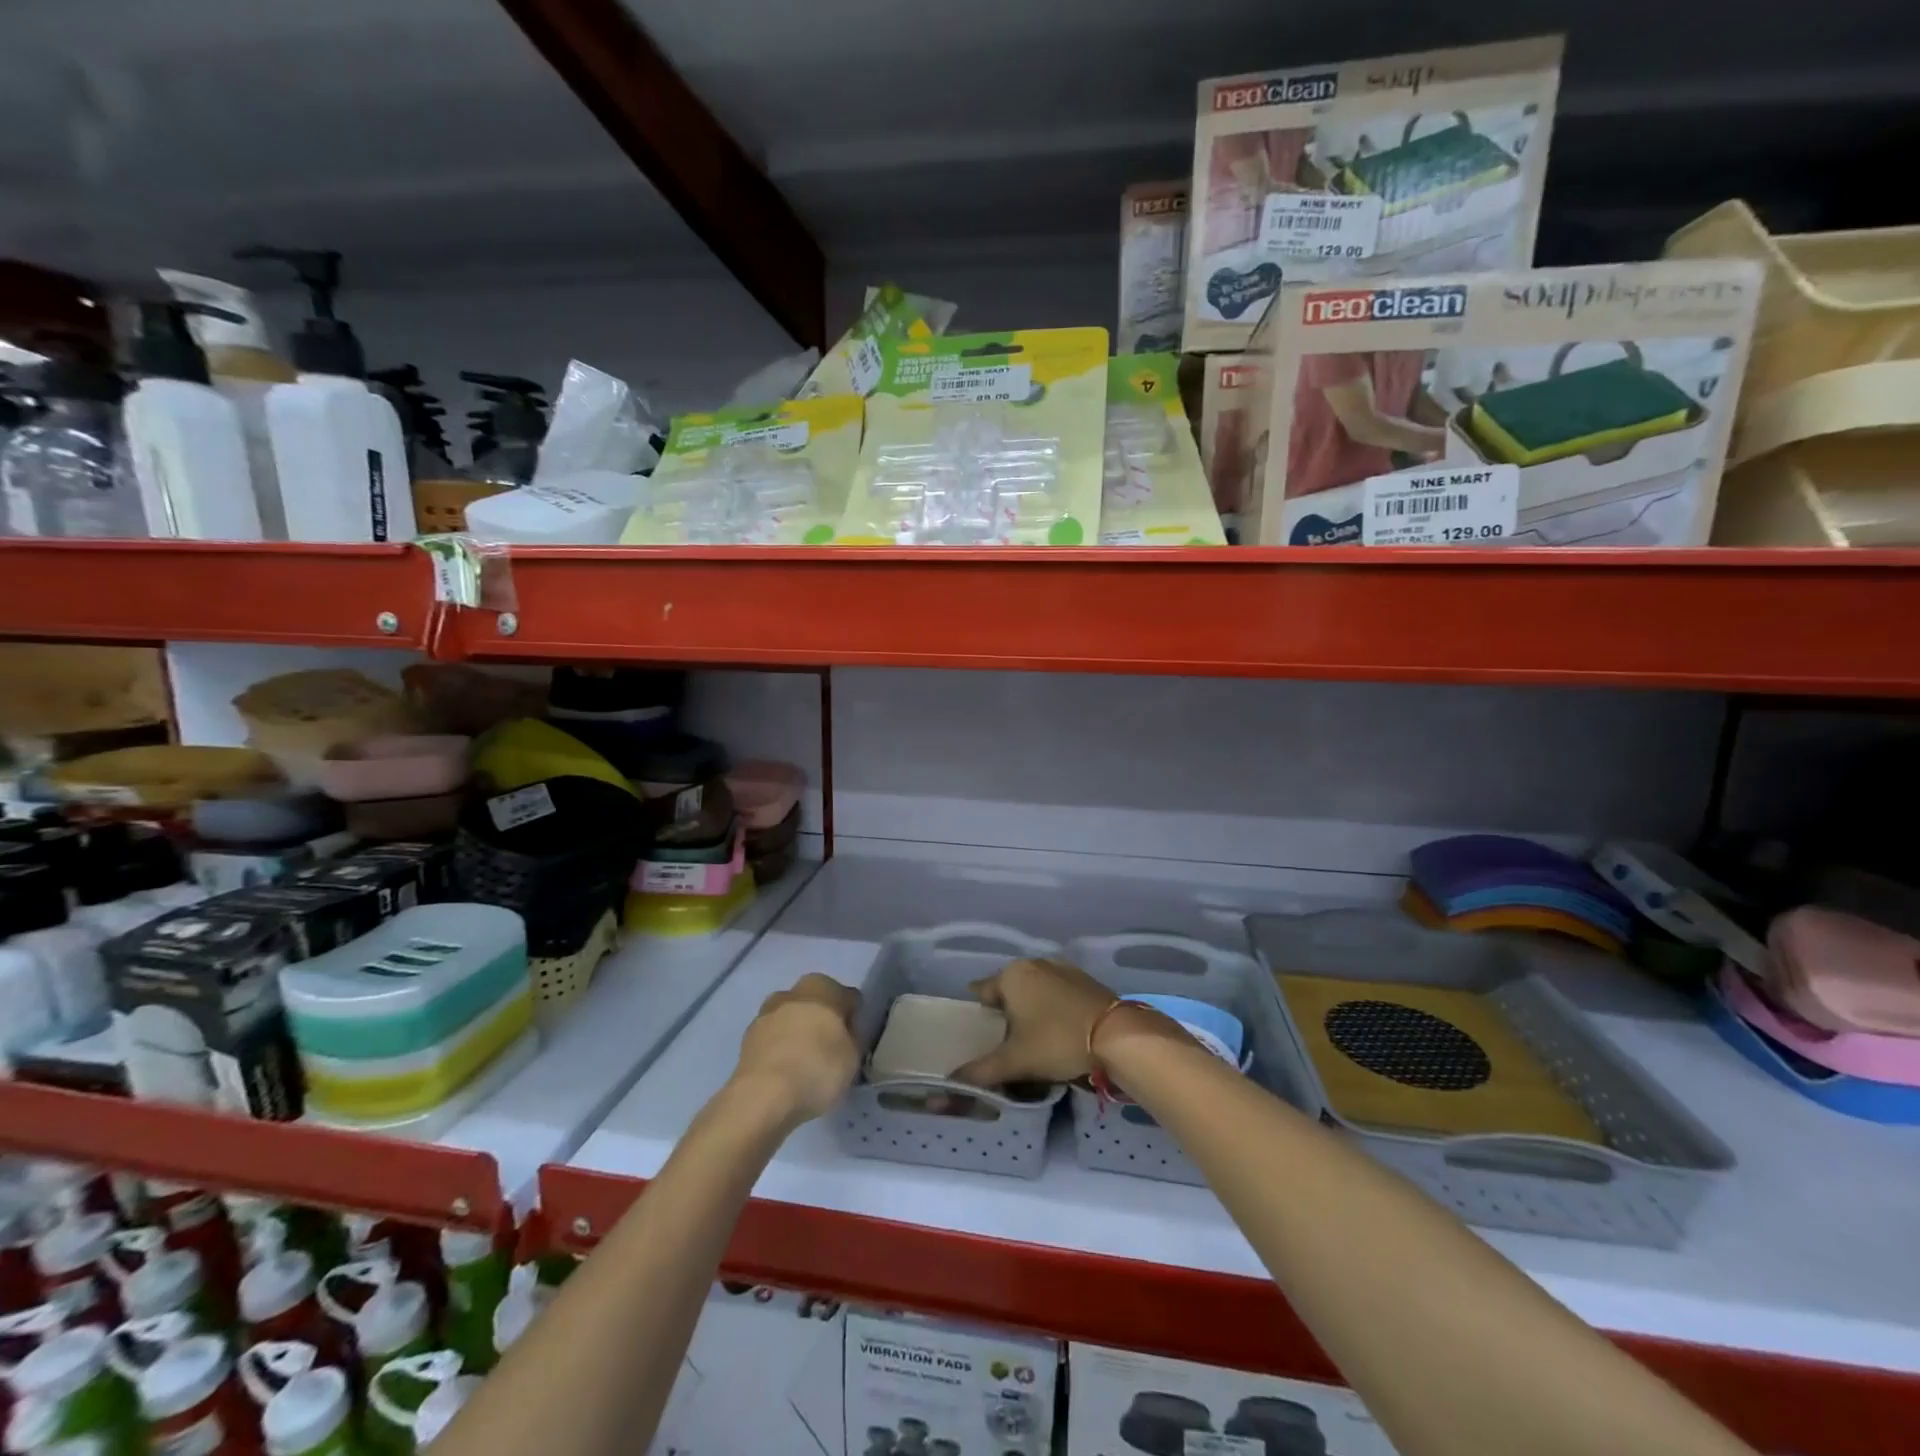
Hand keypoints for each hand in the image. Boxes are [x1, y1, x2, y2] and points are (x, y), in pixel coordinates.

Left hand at [733, 973, 859, 1122]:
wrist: (762, 1096)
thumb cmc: (817, 1067)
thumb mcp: (853, 1056)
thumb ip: (850, 1038)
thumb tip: (842, 1034)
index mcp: (822, 986)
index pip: (847, 998)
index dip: (852, 1020)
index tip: (853, 1042)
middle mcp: (792, 992)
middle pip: (814, 1004)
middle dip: (821, 1022)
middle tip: (830, 1051)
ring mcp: (765, 1014)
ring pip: (790, 1021)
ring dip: (797, 1036)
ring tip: (805, 1067)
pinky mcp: (746, 1040)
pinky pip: (773, 1041)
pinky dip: (780, 1052)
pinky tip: (786, 1075)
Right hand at [952, 958, 1116, 1087]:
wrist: (1116, 1035)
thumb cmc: (1056, 1041)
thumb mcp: (1014, 1061)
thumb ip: (979, 1071)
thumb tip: (949, 1083)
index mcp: (1012, 975)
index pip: (982, 992)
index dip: (979, 1014)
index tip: (980, 1033)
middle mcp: (1034, 963)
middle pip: (1009, 989)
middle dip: (1006, 1010)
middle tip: (1006, 1040)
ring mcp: (1062, 968)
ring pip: (1035, 988)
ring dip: (1031, 1007)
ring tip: (1033, 1037)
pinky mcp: (1084, 979)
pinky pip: (1057, 991)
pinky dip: (1053, 1006)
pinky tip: (1058, 1029)